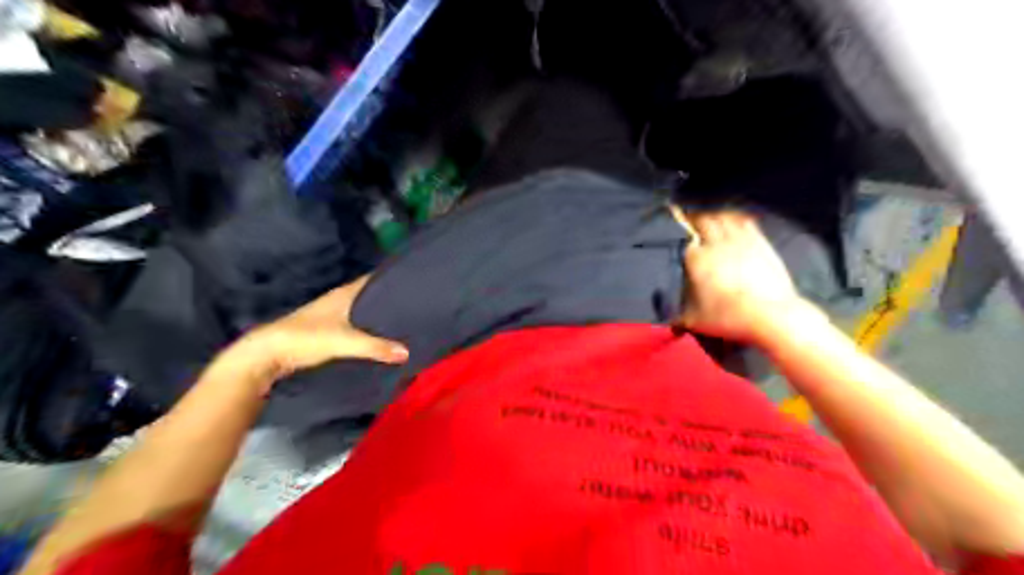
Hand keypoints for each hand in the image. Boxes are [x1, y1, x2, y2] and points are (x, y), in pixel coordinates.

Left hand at [230, 273, 410, 385]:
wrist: (266, 354)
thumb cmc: (305, 337)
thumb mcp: (344, 341)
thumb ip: (375, 346)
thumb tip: (407, 352)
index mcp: (344, 294)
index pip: (373, 279)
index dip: (391, 278)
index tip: (413, 280)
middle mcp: (339, 300)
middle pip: (370, 295)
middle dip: (389, 298)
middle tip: (414, 304)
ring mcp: (331, 315)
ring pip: (361, 310)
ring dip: (377, 315)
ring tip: (403, 321)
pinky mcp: (326, 331)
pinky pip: (355, 325)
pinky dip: (367, 328)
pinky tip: (379, 338)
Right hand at [679, 211, 820, 346]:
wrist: (770, 315)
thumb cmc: (727, 317)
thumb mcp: (695, 321)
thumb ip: (679, 317)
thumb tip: (671, 323)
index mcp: (696, 258)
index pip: (684, 241)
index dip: (680, 238)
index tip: (678, 239)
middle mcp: (716, 243)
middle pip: (703, 220)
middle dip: (695, 219)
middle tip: (690, 221)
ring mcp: (740, 240)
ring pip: (724, 217)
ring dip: (716, 216)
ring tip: (711, 219)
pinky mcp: (761, 243)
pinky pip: (746, 222)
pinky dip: (737, 219)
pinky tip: (737, 222)